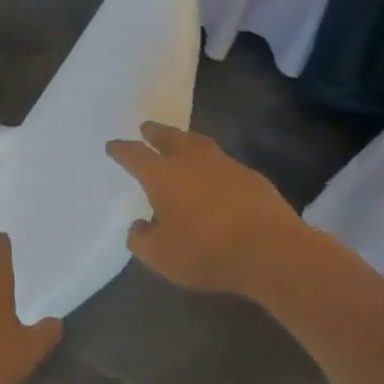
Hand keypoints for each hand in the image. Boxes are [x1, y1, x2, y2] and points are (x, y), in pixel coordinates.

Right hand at [106, 122, 304, 296]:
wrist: (270, 251)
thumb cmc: (205, 252)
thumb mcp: (160, 256)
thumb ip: (141, 239)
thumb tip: (138, 226)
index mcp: (163, 175)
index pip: (135, 155)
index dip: (122, 150)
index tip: (113, 145)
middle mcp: (193, 162)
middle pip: (170, 138)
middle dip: (155, 133)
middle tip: (146, 128)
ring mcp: (226, 166)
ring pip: (200, 144)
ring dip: (186, 141)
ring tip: (180, 143)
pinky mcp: (253, 178)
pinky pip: (224, 163)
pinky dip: (213, 165)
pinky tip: (214, 176)